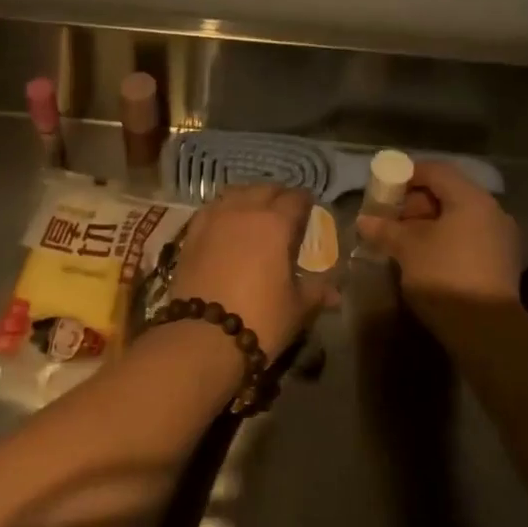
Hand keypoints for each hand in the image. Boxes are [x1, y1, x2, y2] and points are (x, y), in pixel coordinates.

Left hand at [169, 184, 331, 358]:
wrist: (202, 337)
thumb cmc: (260, 319)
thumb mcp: (297, 308)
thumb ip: (317, 292)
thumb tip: (336, 292)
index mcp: (276, 223)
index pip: (296, 198)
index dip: (306, 202)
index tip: (310, 210)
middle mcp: (244, 210)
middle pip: (264, 189)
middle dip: (278, 196)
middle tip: (285, 211)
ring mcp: (214, 218)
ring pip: (235, 193)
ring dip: (249, 198)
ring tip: (255, 213)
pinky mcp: (192, 233)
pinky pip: (212, 209)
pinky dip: (224, 210)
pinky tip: (226, 223)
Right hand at [355, 160, 521, 308]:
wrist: (489, 330)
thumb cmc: (446, 275)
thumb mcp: (408, 248)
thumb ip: (386, 229)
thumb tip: (364, 220)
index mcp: (471, 199)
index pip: (436, 171)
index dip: (406, 174)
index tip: (383, 188)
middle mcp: (491, 211)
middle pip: (448, 193)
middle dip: (414, 203)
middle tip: (389, 218)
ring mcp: (499, 238)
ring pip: (457, 218)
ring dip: (428, 224)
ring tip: (401, 241)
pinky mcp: (500, 262)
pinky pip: (466, 238)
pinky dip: (443, 240)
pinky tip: (423, 258)